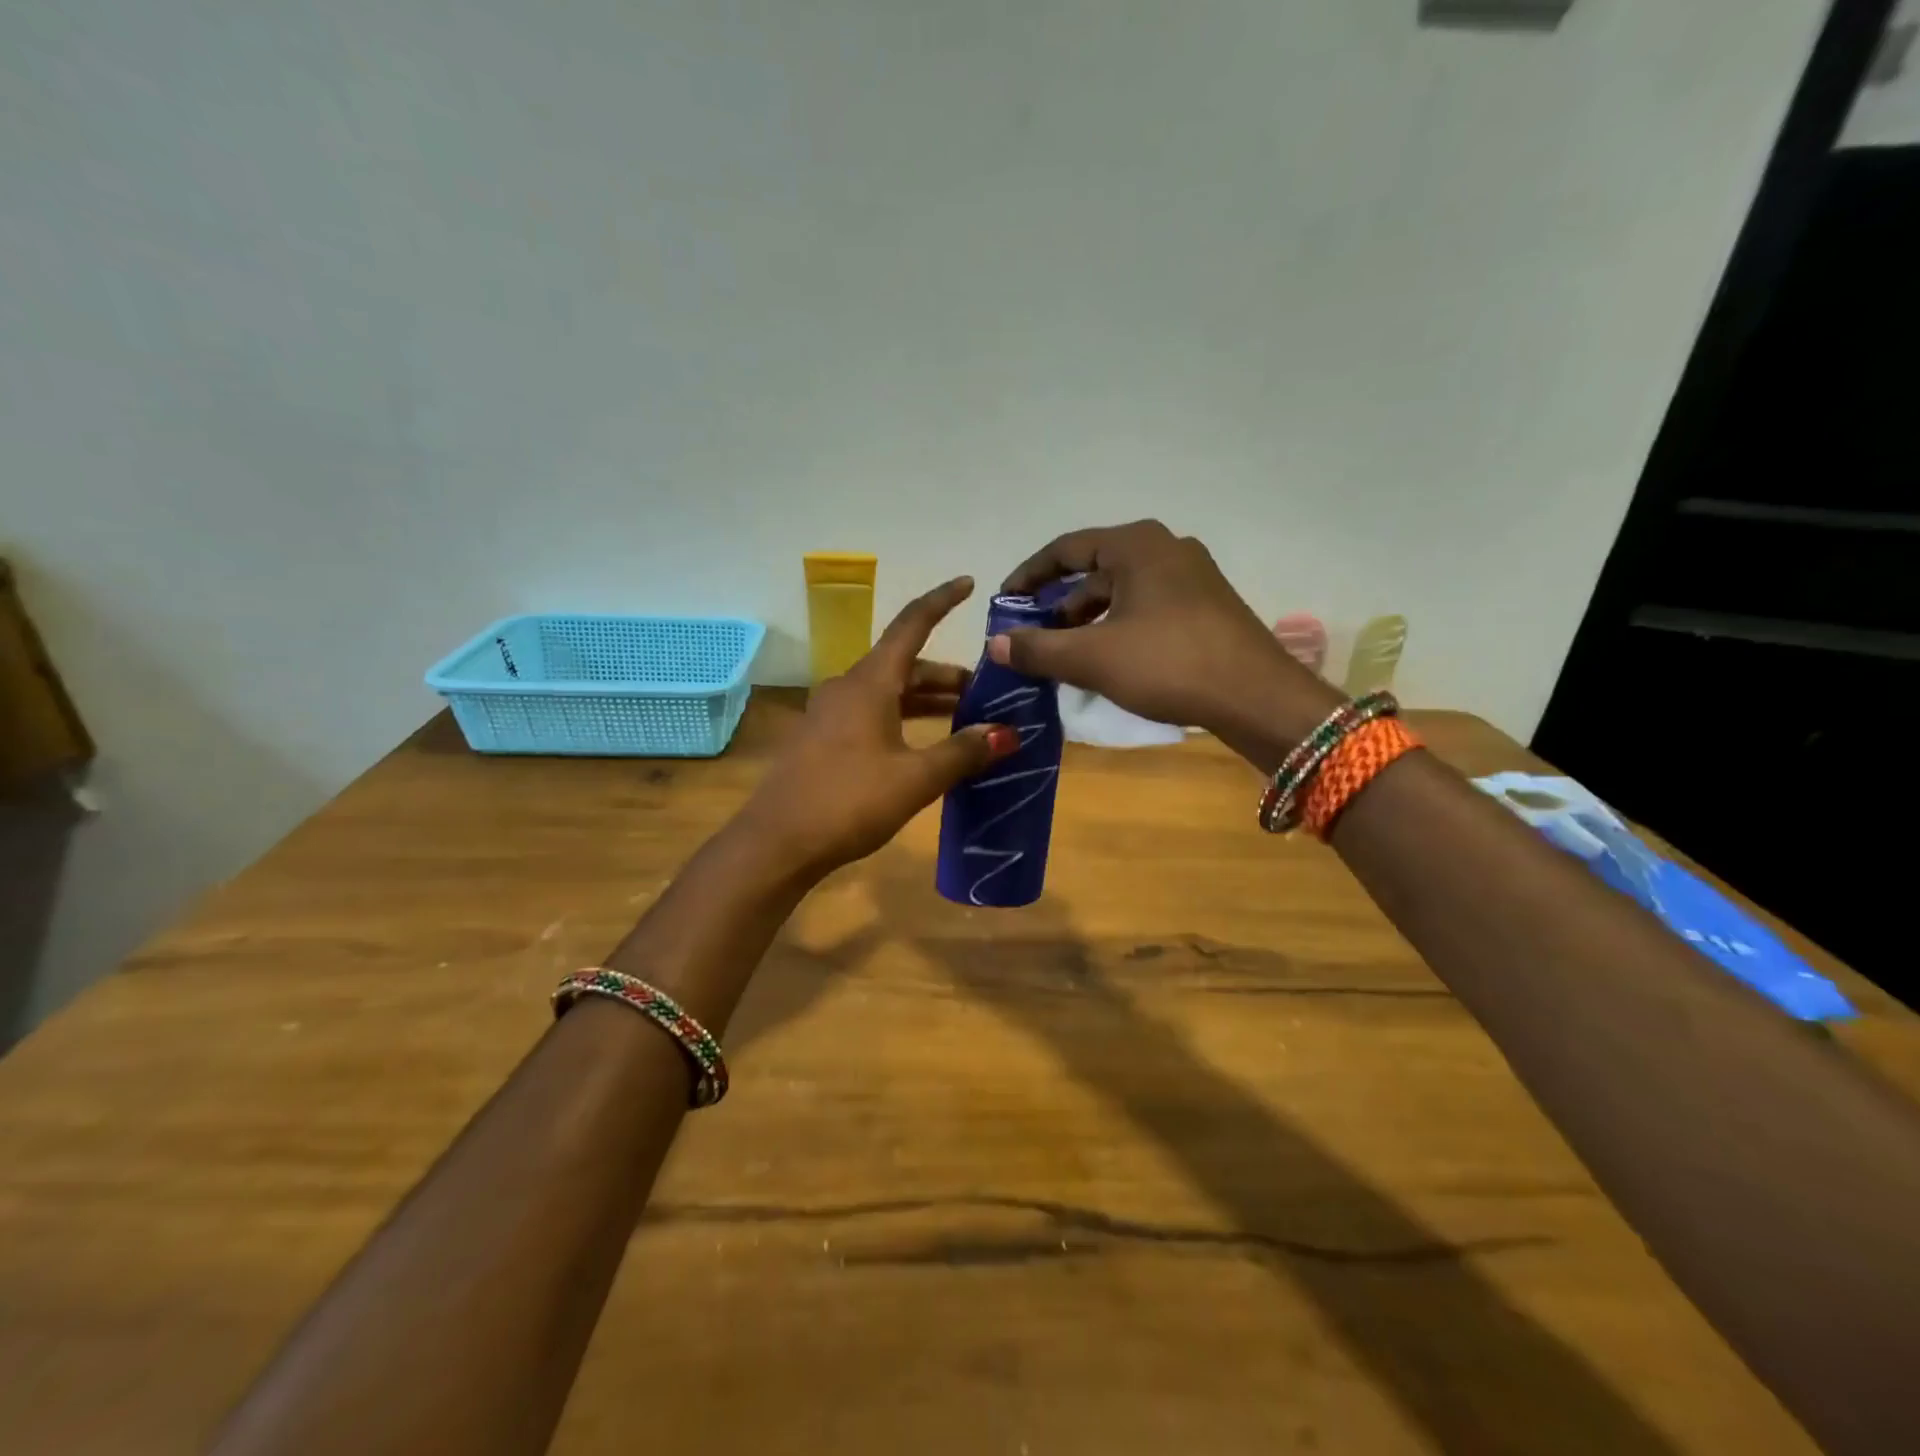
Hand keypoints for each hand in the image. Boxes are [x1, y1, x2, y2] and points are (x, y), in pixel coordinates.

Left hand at [740, 577, 1017, 875]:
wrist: (777, 843)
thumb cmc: (849, 801)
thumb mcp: (915, 778)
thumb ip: (963, 752)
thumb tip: (1007, 733)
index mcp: (870, 683)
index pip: (911, 625)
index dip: (942, 601)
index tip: (969, 584)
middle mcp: (848, 688)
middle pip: (904, 665)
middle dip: (946, 675)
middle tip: (986, 692)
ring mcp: (830, 714)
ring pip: (888, 692)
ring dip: (926, 700)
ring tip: (964, 718)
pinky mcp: (822, 740)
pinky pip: (872, 714)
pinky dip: (903, 718)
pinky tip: (923, 745)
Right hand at [991, 520, 1341, 770]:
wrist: (1258, 698)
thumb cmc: (1169, 664)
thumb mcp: (1093, 658)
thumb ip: (1038, 648)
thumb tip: (995, 644)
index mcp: (1136, 545)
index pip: (1066, 549)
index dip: (1029, 575)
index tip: (1005, 601)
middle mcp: (1166, 548)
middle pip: (1095, 570)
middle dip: (1059, 604)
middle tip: (1033, 636)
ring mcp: (1192, 576)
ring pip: (1122, 591)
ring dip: (1088, 620)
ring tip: (1065, 654)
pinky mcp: (1206, 606)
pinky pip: (1147, 607)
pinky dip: (1118, 627)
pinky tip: (1108, 660)